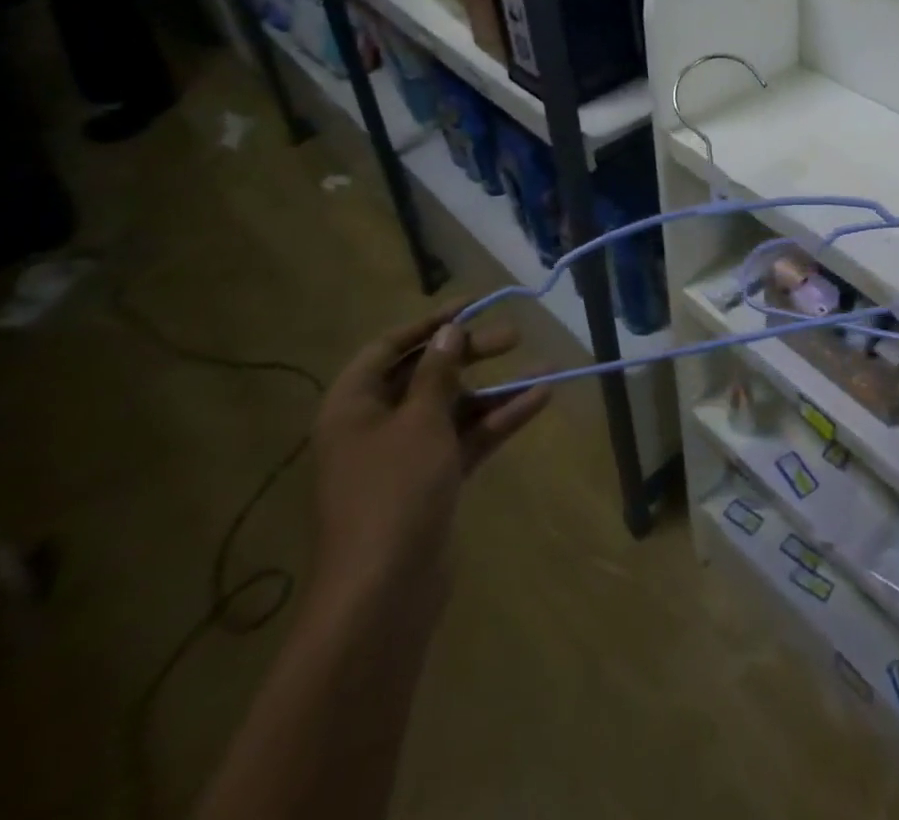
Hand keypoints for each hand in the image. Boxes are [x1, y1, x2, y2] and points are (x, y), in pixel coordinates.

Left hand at [308, 303, 550, 621]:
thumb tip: (448, 332)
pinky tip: (539, 400)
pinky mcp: (430, 483)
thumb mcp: (420, 422)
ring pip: (453, 408)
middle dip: (471, 354)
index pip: (388, 348)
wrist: (383, 593)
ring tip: (546, 367)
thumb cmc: (394, 492)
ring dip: (496, 389)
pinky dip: (498, 420)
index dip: (429, 323)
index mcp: (352, 407)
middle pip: (425, 375)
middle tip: (514, 337)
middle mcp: (374, 427)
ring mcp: (403, 457)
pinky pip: (466, 438)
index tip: (473, 305)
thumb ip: (438, 373)